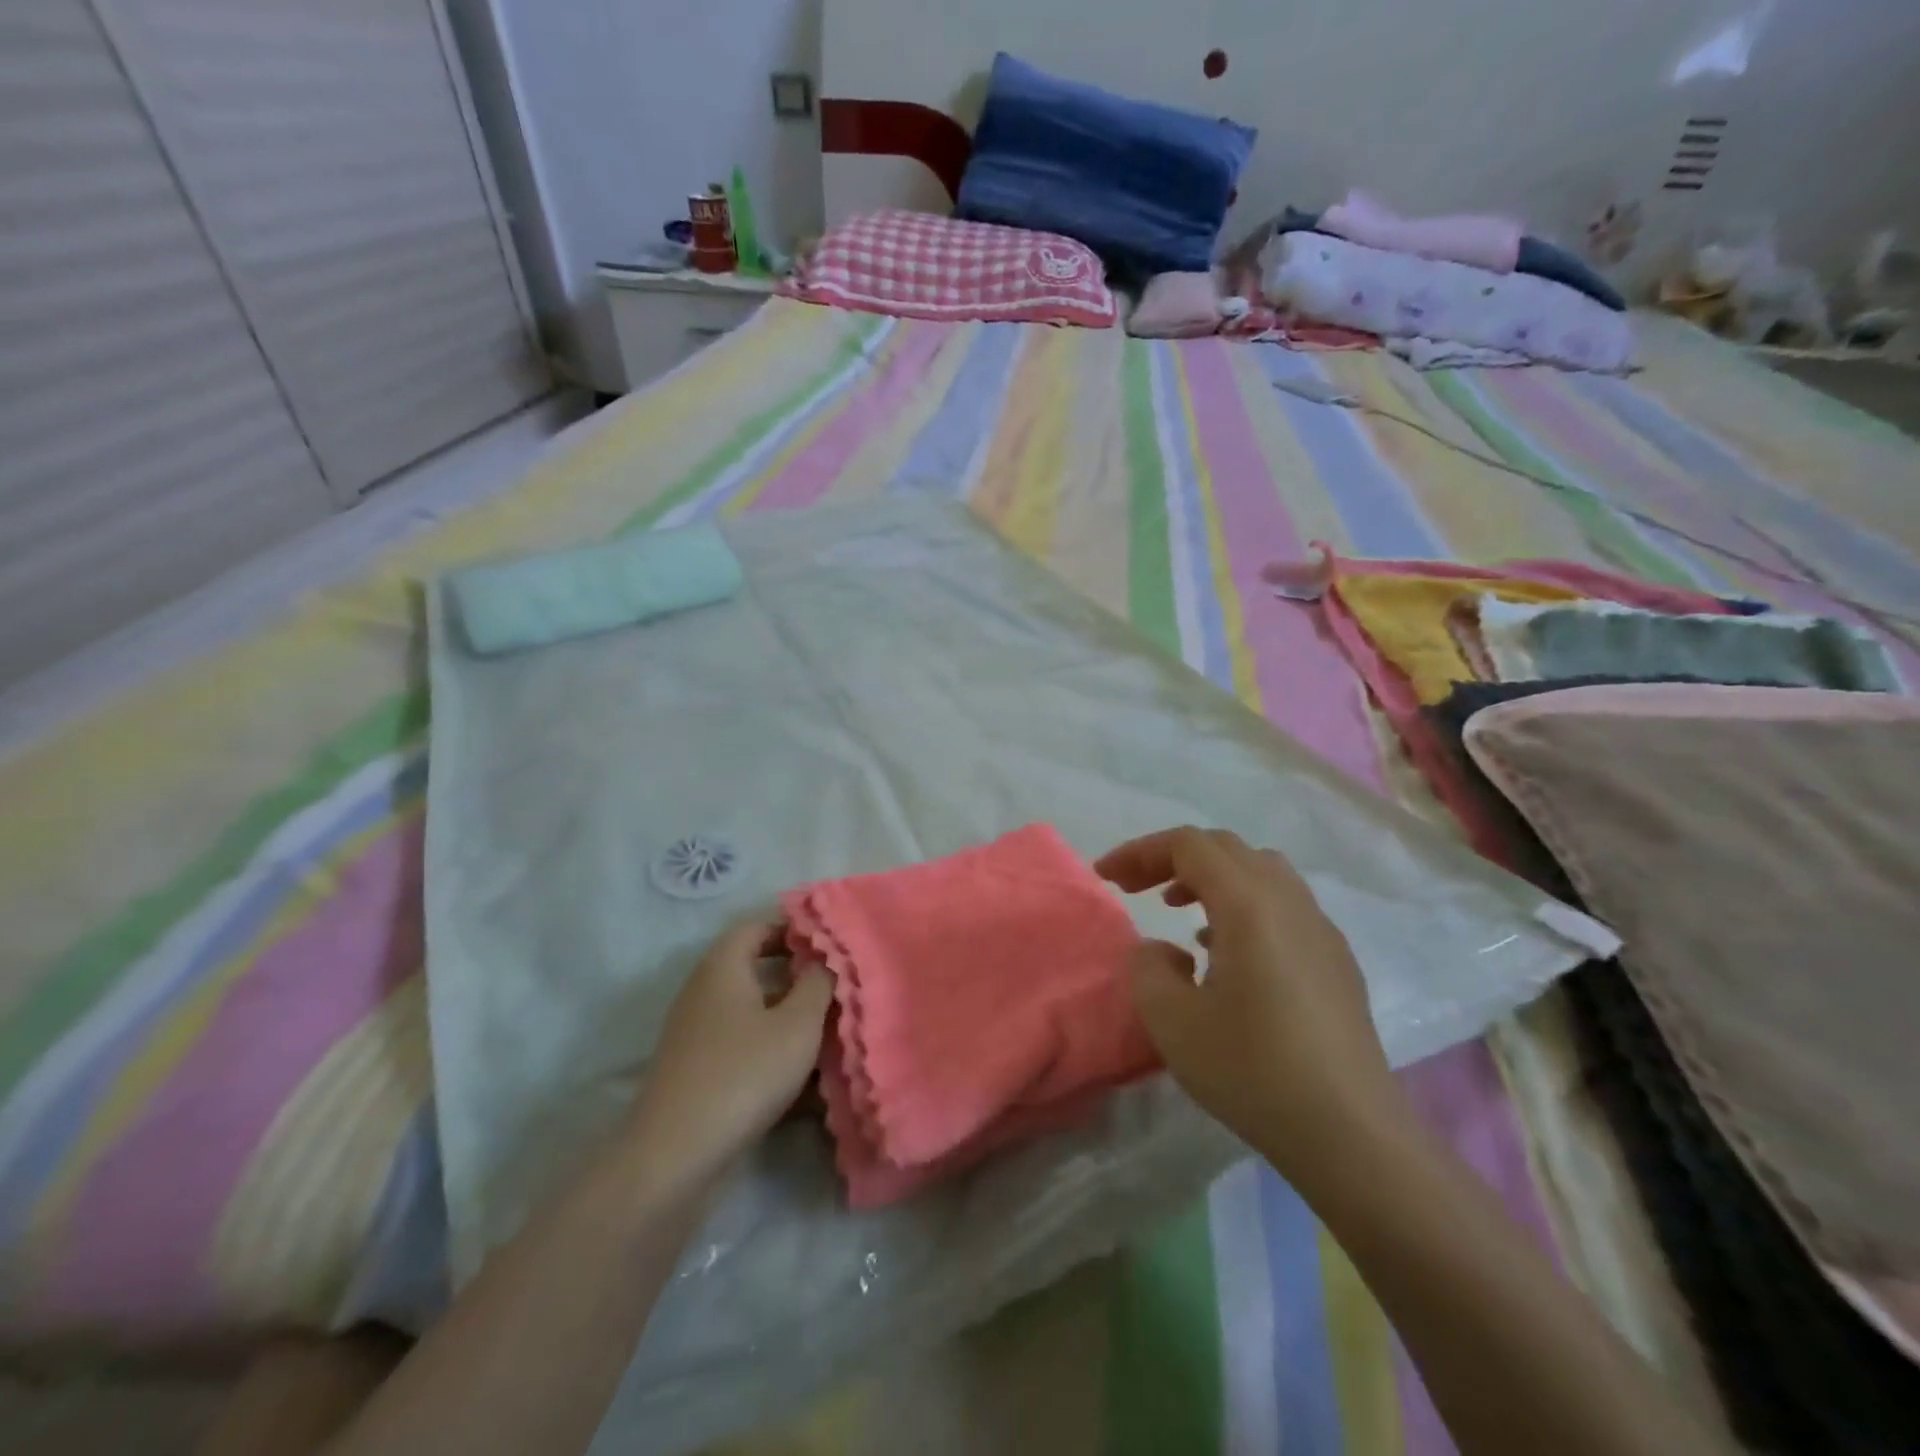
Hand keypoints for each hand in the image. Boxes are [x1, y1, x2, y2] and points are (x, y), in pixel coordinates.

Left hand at [623, 918, 832, 1192]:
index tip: (829, 944)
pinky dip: (771, 1051)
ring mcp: (697, 1034)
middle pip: (755, 969)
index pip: (757, 926)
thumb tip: (825, 959)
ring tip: (829, 1033)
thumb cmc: (744, 1073)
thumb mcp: (798, 1024)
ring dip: (788, 1018)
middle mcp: (704, 992)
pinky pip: (742, 1046)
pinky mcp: (697, 1071)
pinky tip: (805, 1079)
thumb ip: (818, 984)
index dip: (793, 929)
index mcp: (723, 966)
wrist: (675, 1156)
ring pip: (752, 1011)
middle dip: (797, 977)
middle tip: (836, 987)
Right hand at [1095, 828, 1404, 1182]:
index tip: (1105, 878)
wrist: (1352, 1135)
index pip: (1189, 845)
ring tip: (1178, 911)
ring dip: (1211, 879)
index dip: (1140, 851)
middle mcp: (1290, 902)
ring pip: (1259, 872)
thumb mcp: (1172, 1021)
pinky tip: (1225, 954)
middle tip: (1135, 889)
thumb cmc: (1253, 1071)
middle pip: (1225, 849)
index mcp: (1249, 904)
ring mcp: (1320, 930)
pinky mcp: (1336, 961)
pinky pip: (1282, 905)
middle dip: (1172, 859)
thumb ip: (1147, 967)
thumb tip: (1161, 950)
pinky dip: (1242, 905)